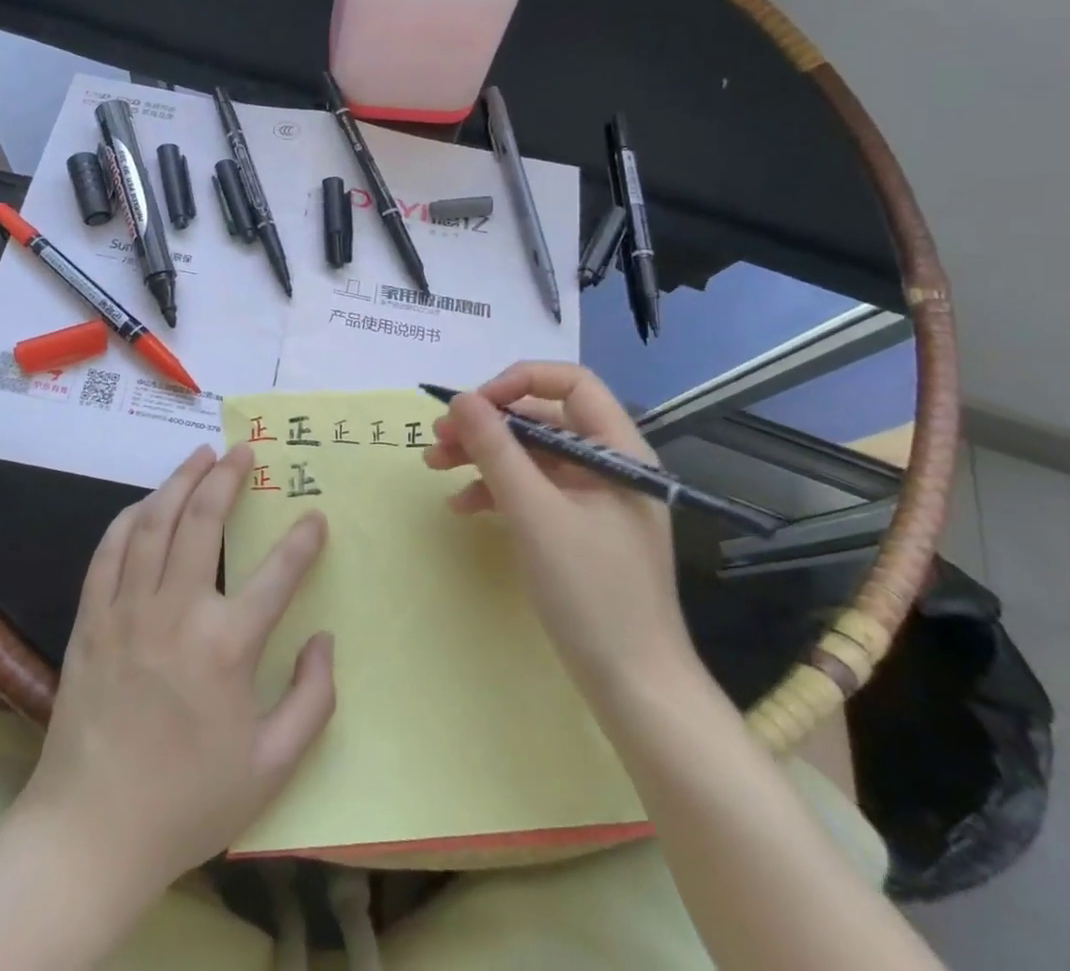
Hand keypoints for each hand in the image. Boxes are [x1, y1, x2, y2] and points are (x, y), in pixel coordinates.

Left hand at [20, 443, 336, 899]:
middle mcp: (177, 613)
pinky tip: (146, 503)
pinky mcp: (91, 620)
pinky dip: (130, 518)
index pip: (278, 573)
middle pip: (203, 521)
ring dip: (179, 481)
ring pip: (155, 522)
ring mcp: (127, 611)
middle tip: (242, 450)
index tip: (314, 517)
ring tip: (200, 456)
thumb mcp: (272, 767)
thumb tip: (324, 639)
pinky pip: (109, 551)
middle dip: (227, 477)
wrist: (91, 833)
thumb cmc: (189, 802)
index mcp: (227, 647)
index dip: (302, 540)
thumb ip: (312, 700)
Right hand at [424, 361, 696, 699]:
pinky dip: (496, 490)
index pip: (571, 383)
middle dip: (488, 424)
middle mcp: (607, 463)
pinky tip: (462, 506)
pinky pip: (533, 490)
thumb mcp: (535, 514)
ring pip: (531, 454)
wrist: (634, 687)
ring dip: (483, 455)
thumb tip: (462, 399)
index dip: (519, 382)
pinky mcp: (577, 527)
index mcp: (617, 449)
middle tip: (438, 438)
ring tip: (434, 464)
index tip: (474, 406)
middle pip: (543, 419)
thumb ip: (497, 450)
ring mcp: (593, 497)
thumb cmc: (591, 592)